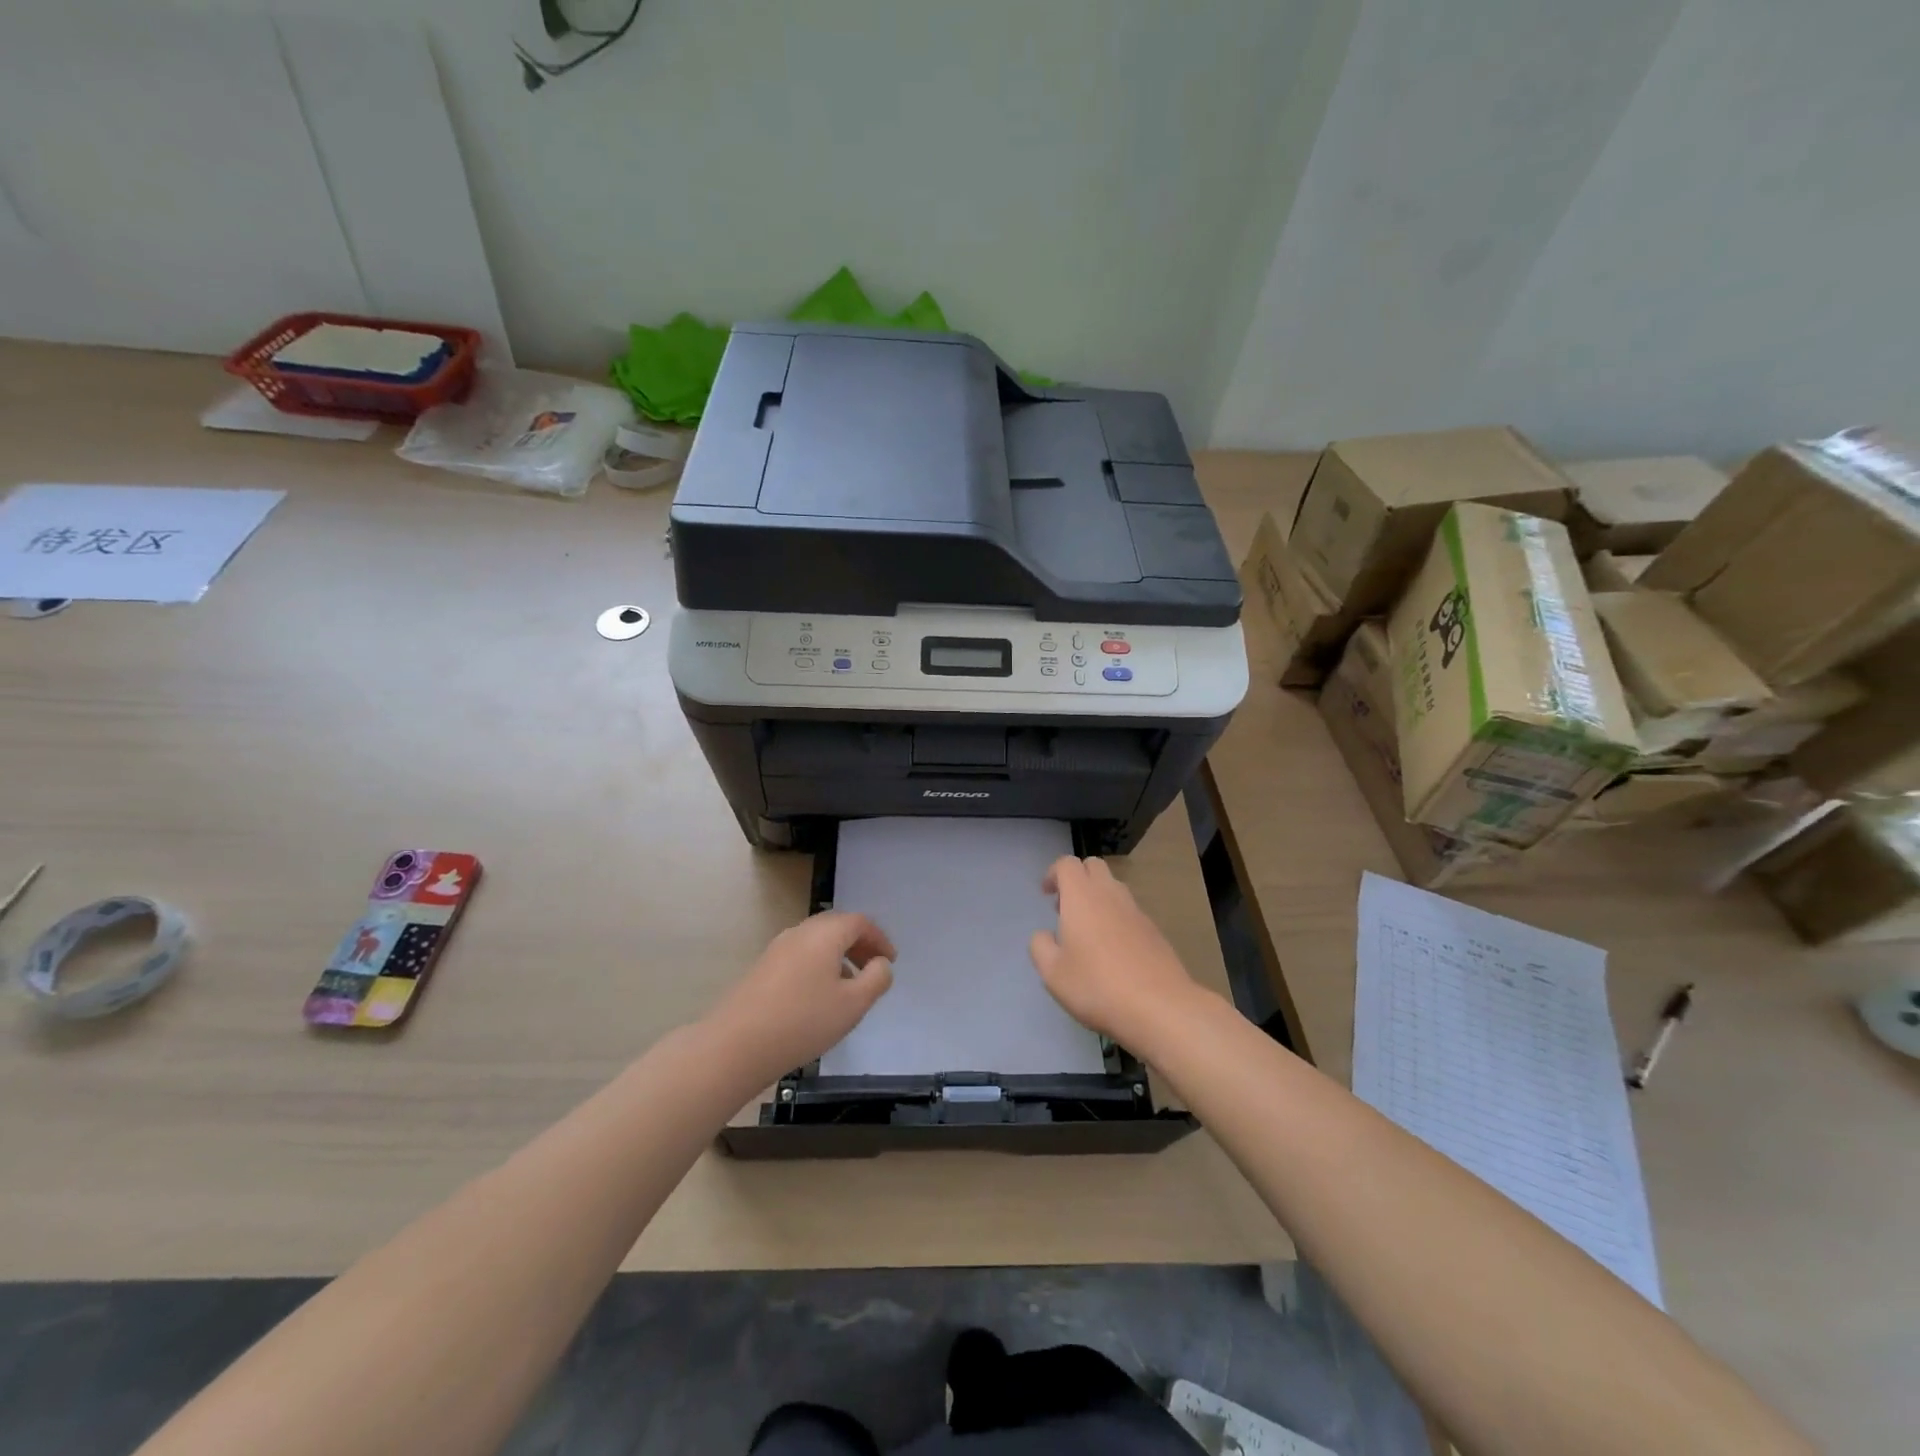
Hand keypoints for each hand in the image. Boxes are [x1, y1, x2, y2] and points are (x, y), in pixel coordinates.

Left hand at [706, 912, 894, 1082]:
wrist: (736, 1044)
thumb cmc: (803, 1021)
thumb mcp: (853, 1004)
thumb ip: (876, 979)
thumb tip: (880, 964)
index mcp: (825, 934)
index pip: (860, 922)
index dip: (879, 939)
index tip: (891, 961)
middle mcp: (801, 932)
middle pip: (837, 927)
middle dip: (859, 945)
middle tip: (873, 968)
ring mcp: (777, 948)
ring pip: (817, 942)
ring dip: (838, 956)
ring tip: (849, 986)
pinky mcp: (762, 968)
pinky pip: (800, 956)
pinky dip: (818, 966)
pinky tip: (818, 997)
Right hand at [1029, 855, 1205, 1051]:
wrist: (1159, 1007)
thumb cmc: (1097, 986)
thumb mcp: (1052, 973)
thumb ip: (1040, 946)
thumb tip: (1045, 935)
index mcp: (1082, 897)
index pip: (1067, 864)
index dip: (1053, 873)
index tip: (1047, 895)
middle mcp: (1110, 894)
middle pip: (1094, 867)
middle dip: (1077, 879)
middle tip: (1066, 909)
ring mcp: (1136, 911)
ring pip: (1114, 888)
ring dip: (1097, 898)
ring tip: (1088, 932)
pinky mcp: (1154, 930)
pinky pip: (1129, 911)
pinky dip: (1116, 918)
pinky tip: (1113, 952)